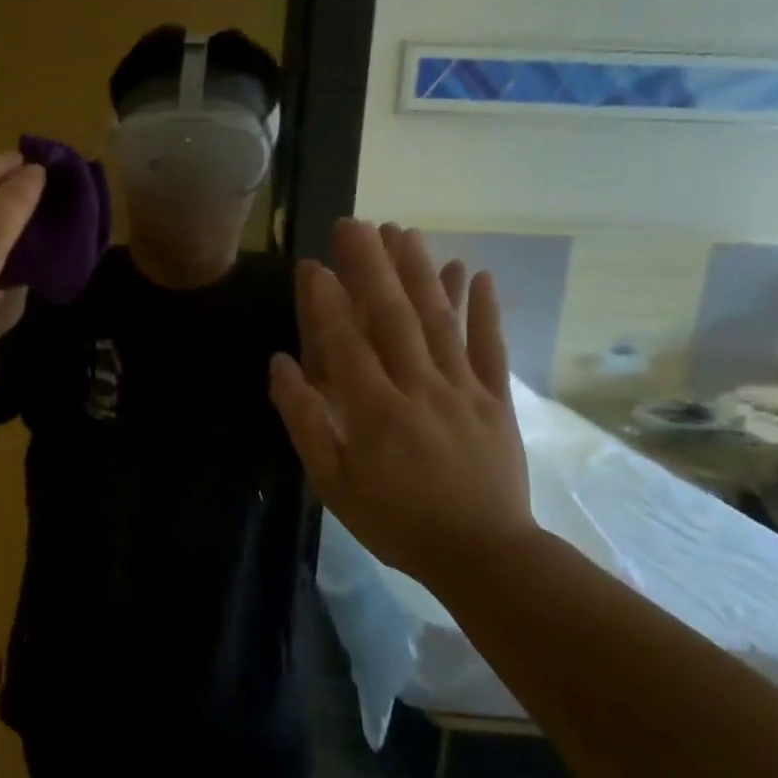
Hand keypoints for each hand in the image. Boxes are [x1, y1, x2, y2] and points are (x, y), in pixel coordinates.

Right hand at [269, 221, 536, 584]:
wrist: (482, 554)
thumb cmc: (396, 522)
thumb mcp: (333, 484)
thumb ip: (305, 422)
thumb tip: (281, 365)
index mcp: (374, 410)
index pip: (346, 340)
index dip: (327, 299)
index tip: (314, 262)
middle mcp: (419, 387)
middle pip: (393, 316)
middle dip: (372, 266)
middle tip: (356, 223)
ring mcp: (463, 389)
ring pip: (440, 320)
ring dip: (421, 272)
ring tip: (404, 231)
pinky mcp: (496, 399)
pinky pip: (491, 347)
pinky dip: (483, 308)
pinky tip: (475, 272)